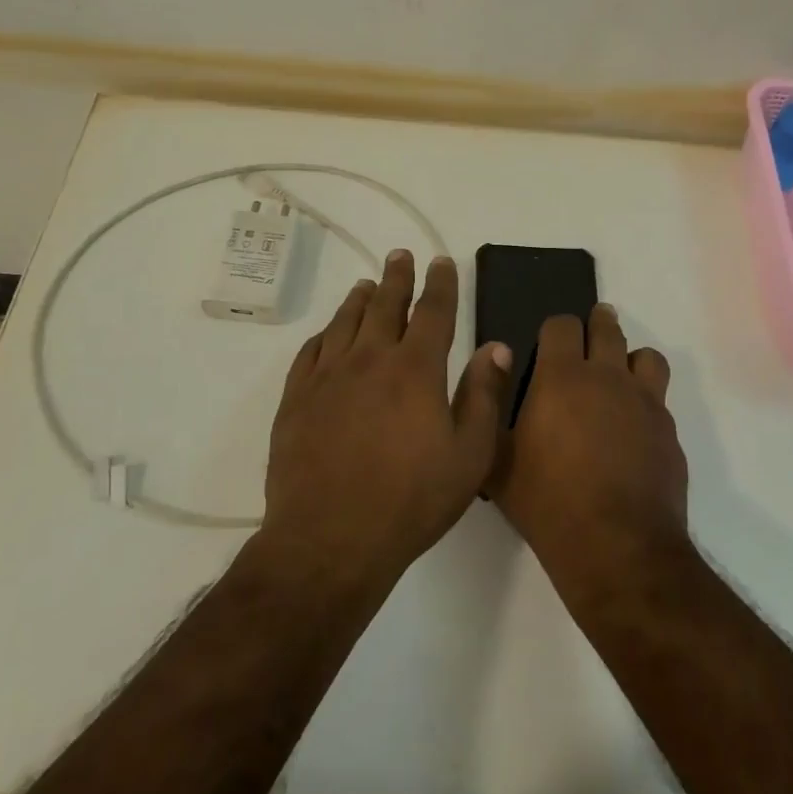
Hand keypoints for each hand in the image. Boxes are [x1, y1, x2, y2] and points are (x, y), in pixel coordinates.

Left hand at [263, 251, 509, 583]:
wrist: (330, 538)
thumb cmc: (411, 501)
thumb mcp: (469, 456)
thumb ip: (484, 396)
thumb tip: (496, 347)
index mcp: (415, 369)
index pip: (433, 312)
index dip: (440, 283)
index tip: (441, 261)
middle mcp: (370, 359)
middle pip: (385, 305)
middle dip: (396, 277)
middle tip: (400, 255)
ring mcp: (328, 377)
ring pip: (345, 322)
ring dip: (359, 299)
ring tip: (367, 284)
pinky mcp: (296, 398)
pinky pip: (310, 352)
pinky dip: (324, 334)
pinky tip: (328, 334)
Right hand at [490, 304, 686, 580]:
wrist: (616, 548)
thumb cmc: (546, 502)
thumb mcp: (496, 460)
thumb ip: (490, 406)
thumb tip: (494, 362)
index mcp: (562, 377)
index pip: (562, 324)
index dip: (554, 329)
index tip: (548, 343)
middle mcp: (608, 377)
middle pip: (608, 328)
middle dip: (597, 324)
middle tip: (589, 335)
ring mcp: (645, 403)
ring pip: (646, 357)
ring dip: (631, 360)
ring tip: (619, 378)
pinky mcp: (669, 432)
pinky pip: (661, 400)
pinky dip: (647, 404)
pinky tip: (634, 431)